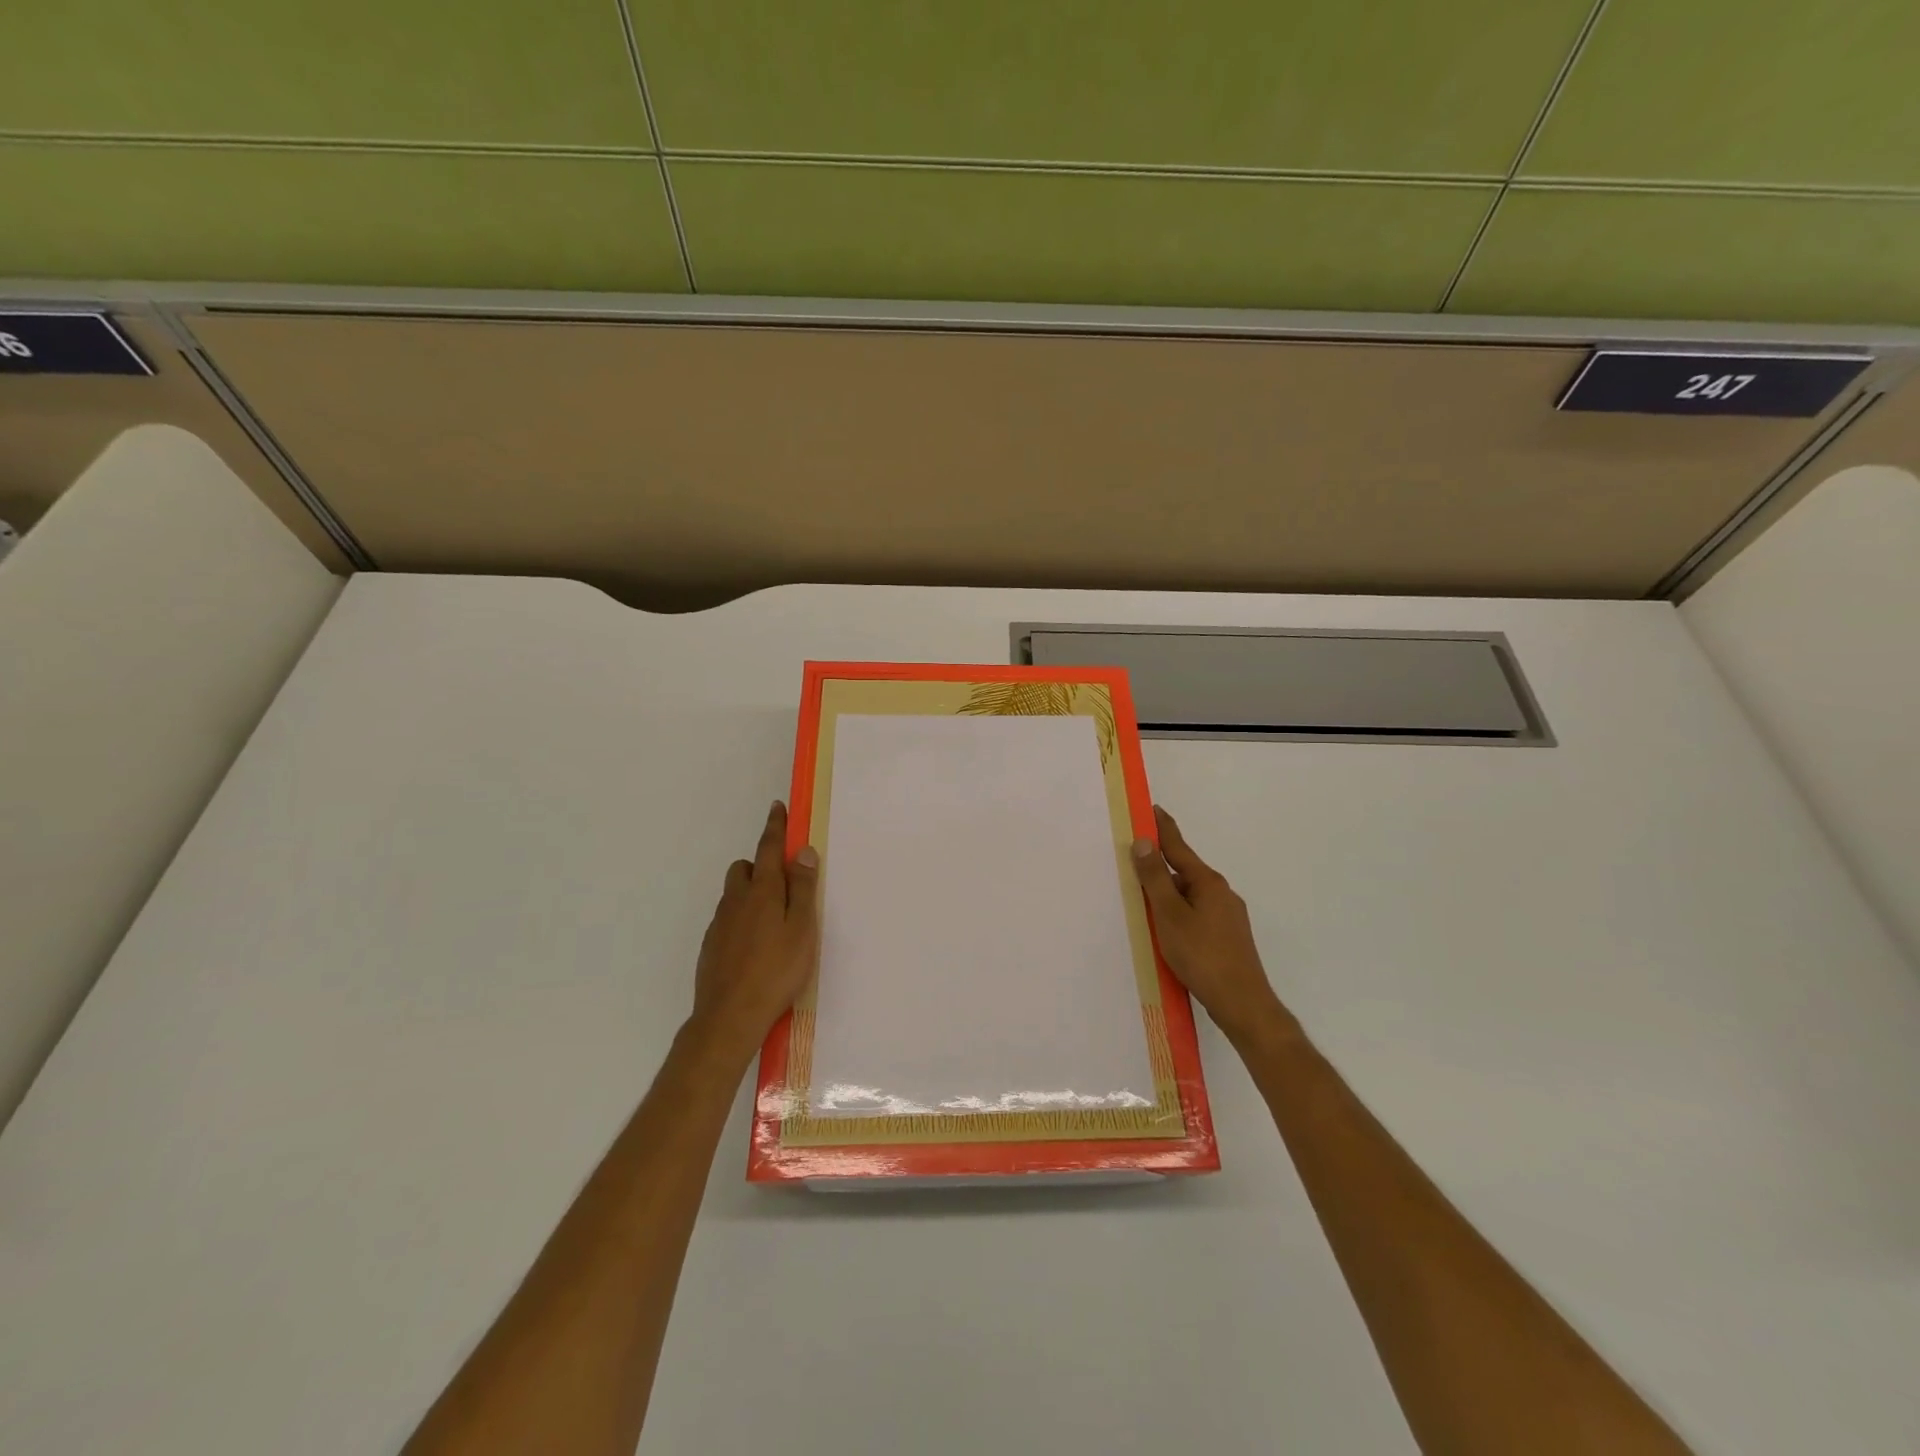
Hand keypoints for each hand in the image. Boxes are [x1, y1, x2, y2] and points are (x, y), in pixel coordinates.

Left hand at [688, 802, 820, 1066]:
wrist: (729, 1017)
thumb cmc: (777, 971)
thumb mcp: (802, 929)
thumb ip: (803, 888)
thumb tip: (802, 851)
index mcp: (763, 891)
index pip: (769, 848)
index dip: (775, 827)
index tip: (777, 807)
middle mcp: (737, 900)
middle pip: (745, 868)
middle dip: (761, 865)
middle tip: (784, 885)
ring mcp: (720, 923)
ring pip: (734, 894)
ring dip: (751, 892)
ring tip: (773, 920)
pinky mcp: (711, 945)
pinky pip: (728, 918)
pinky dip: (742, 918)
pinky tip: (755, 945)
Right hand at [1132, 806, 1296, 1048]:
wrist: (1243, 1005)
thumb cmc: (1202, 956)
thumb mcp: (1170, 915)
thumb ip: (1155, 879)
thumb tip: (1144, 842)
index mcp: (1208, 882)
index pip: (1178, 847)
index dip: (1162, 828)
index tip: (1150, 808)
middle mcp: (1221, 893)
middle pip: (1183, 871)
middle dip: (1160, 865)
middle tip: (1133, 860)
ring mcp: (1228, 916)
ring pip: (1190, 896)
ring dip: (1168, 894)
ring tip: (1143, 900)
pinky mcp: (1228, 937)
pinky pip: (1196, 914)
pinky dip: (1178, 913)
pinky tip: (1166, 930)